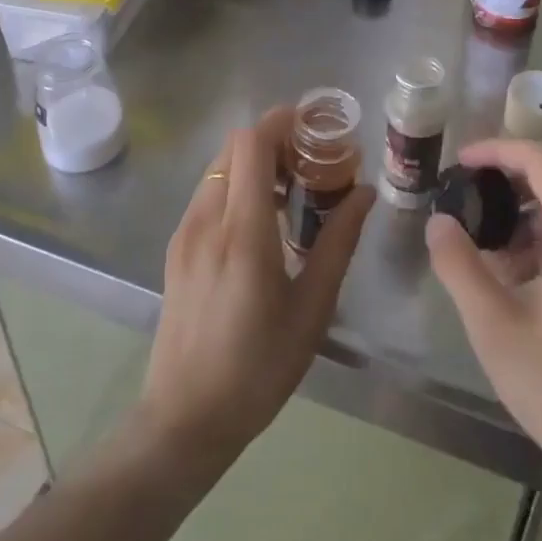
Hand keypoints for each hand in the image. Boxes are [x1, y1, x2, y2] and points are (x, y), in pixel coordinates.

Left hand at [137, 105, 373, 468]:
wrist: (184, 419)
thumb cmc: (259, 368)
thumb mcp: (312, 308)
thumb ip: (339, 242)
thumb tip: (365, 193)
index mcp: (243, 232)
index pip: (251, 144)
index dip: (281, 121)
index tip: (315, 125)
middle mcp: (207, 220)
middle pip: (234, 147)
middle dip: (272, 139)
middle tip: (311, 160)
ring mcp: (185, 232)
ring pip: (218, 168)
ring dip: (253, 162)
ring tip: (290, 190)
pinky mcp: (176, 247)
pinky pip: (208, 193)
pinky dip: (235, 184)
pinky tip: (261, 221)